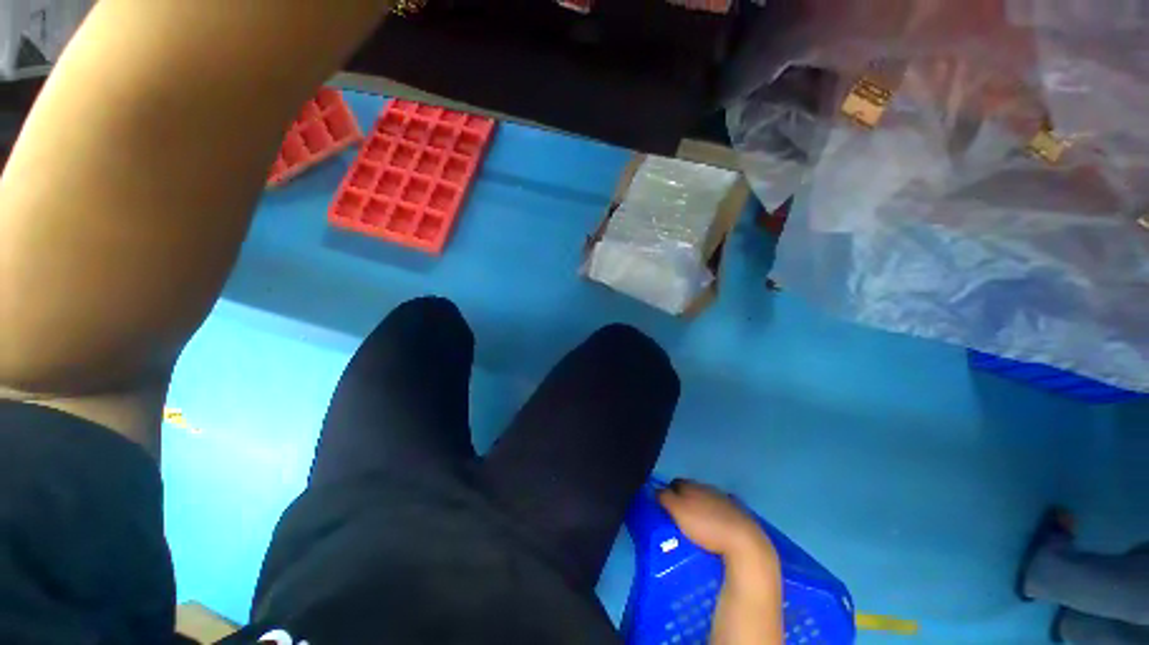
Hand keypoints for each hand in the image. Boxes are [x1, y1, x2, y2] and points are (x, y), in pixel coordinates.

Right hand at [657, 479, 774, 559]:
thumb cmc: (705, 526)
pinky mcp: (739, 514)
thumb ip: (664, 498)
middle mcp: (708, 487)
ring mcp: (725, 499)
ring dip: (701, 507)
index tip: (665, 507)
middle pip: (691, 489)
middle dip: (684, 499)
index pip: (675, 482)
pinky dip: (717, 516)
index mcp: (692, 485)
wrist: (744, 542)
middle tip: (679, 517)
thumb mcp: (677, 511)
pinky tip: (716, 529)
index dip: (668, 492)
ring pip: (707, 499)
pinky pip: (722, 511)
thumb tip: (655, 490)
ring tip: (697, 526)